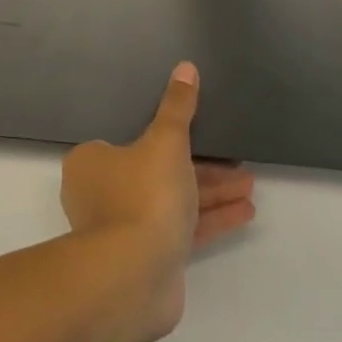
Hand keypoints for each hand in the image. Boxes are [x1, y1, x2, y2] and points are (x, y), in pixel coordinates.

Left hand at [60, 62, 255, 339]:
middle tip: (237, 162)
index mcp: (91, 161)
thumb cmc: (142, 194)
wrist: (134, 275)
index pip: (129, 140)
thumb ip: (177, 107)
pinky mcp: (146, 257)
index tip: (200, 134)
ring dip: (211, 193)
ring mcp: (123, 229)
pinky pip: (180, 230)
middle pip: (156, 171)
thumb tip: (185, 67)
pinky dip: (210, 219)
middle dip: (201, 168)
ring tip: (250, 186)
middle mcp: (101, 193)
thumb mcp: (165, 141)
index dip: (168, 137)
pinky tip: (245, 212)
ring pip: (172, 201)